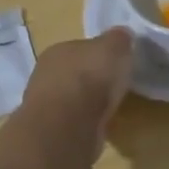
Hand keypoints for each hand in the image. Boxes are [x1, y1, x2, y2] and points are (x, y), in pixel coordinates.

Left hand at [19, 27, 133, 163]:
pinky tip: (99, 127)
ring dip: (88, 103)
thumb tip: (122, 36)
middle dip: (93, 78)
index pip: (81, 47)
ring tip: (110, 108)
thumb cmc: (90, 78)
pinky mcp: (50, 133)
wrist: (68, 127)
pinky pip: (73, 122)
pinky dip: (85, 123)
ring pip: (72, 98)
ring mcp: (45, 106)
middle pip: (75, 72)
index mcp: (59, 49)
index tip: (117, 62)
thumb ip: (118, 39)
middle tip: (115, 85)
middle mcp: (46, 74)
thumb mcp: (115, 46)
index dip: (100, 53)